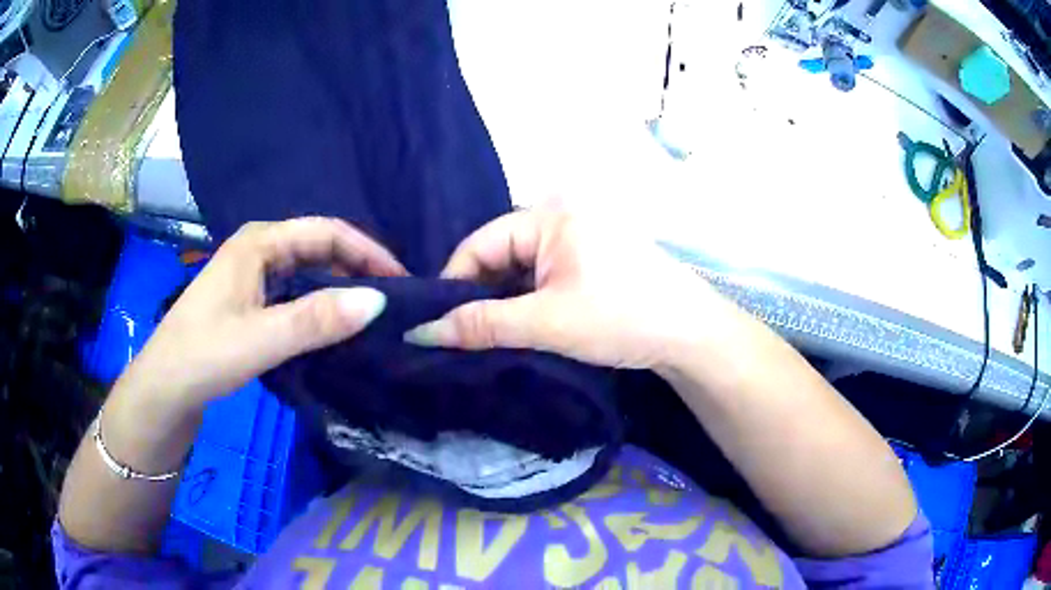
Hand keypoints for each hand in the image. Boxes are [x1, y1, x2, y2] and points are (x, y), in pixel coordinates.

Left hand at [116, 217, 405, 409]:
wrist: (164, 390)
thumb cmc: (203, 355)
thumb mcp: (260, 338)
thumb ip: (316, 320)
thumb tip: (379, 301)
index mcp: (259, 241)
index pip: (327, 232)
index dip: (368, 253)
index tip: (402, 282)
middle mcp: (258, 250)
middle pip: (319, 248)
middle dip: (357, 269)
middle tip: (394, 302)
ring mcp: (252, 277)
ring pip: (308, 272)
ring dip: (340, 288)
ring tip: (373, 315)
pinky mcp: (250, 303)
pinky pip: (295, 294)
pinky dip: (320, 306)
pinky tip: (335, 328)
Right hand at [405, 205, 726, 368]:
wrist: (692, 335)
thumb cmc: (621, 317)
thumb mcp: (546, 322)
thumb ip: (481, 325)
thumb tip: (422, 333)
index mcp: (549, 214)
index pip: (480, 244)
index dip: (454, 284)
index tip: (438, 324)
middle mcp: (561, 216)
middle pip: (499, 255)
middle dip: (480, 295)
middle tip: (461, 336)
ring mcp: (578, 238)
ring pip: (520, 269)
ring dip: (504, 302)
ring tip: (487, 338)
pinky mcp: (590, 260)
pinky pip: (543, 276)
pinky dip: (527, 301)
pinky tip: (521, 327)